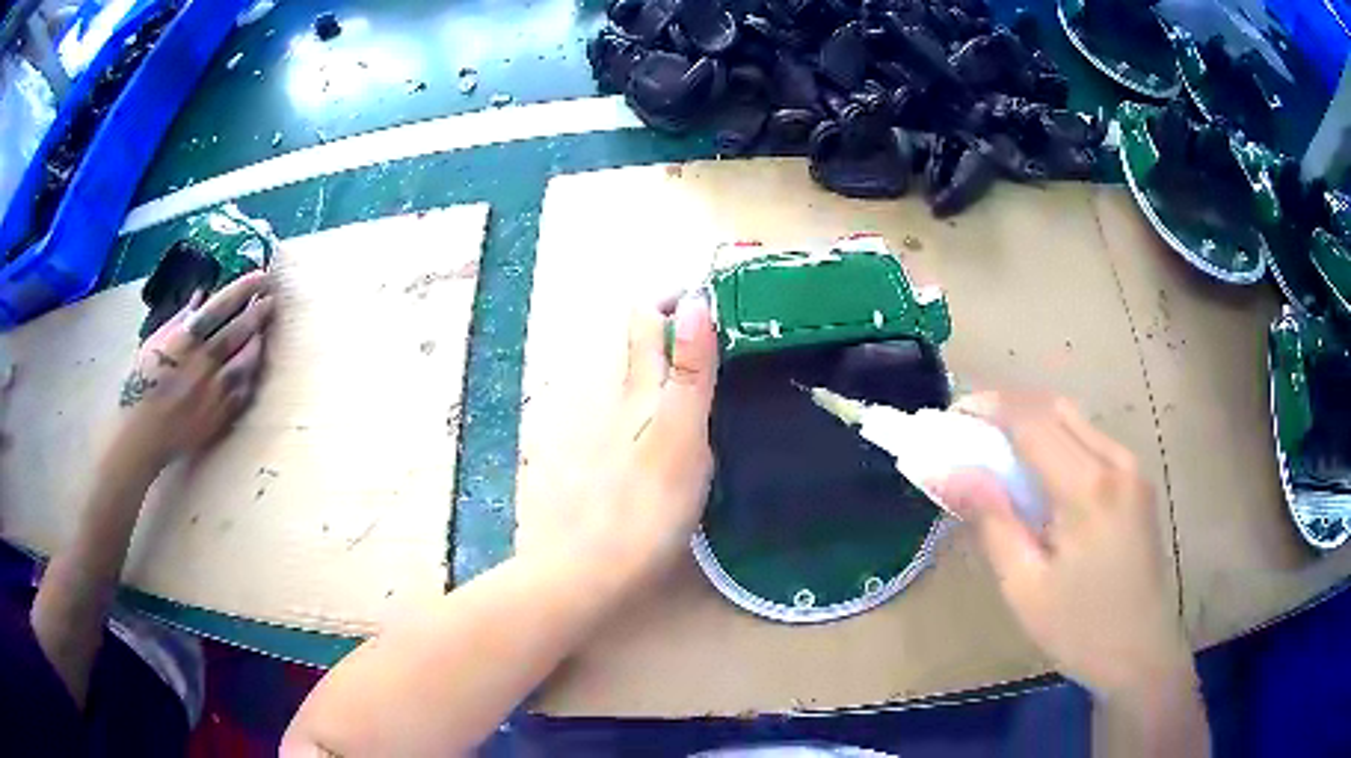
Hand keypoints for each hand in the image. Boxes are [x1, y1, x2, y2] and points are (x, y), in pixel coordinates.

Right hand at [113, 271, 274, 473]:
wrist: (144, 433)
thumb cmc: (144, 382)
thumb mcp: (156, 341)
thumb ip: (181, 318)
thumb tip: (203, 294)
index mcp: (186, 339)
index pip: (221, 306)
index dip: (244, 289)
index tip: (261, 276)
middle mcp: (204, 362)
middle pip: (240, 330)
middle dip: (259, 311)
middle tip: (271, 299)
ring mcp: (215, 390)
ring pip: (248, 359)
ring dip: (258, 341)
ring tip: (262, 329)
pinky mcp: (221, 414)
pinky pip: (245, 388)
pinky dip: (252, 372)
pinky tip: (254, 363)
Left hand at [518, 294, 718, 586]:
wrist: (590, 571)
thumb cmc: (644, 506)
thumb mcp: (679, 435)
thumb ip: (688, 372)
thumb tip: (696, 301)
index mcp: (637, 392)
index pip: (646, 322)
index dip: (674, 298)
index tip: (718, 294)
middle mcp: (617, 405)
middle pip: (641, 350)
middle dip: (678, 329)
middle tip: (730, 335)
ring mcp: (608, 437)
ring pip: (639, 386)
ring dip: (673, 369)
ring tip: (718, 379)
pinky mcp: (608, 468)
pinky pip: (638, 420)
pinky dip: (664, 409)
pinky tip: (684, 432)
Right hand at [929, 392, 1194, 701]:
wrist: (1142, 653)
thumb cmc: (1079, 629)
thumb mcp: (1024, 585)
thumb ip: (990, 520)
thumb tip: (947, 471)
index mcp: (1088, 488)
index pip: (1032, 422)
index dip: (989, 409)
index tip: (951, 417)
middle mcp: (1116, 462)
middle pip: (1056, 409)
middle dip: (1009, 408)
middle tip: (970, 432)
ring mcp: (1132, 469)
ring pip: (1076, 421)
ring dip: (1034, 423)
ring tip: (996, 452)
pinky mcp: (1137, 482)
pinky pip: (1092, 442)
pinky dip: (1058, 442)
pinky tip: (1039, 475)